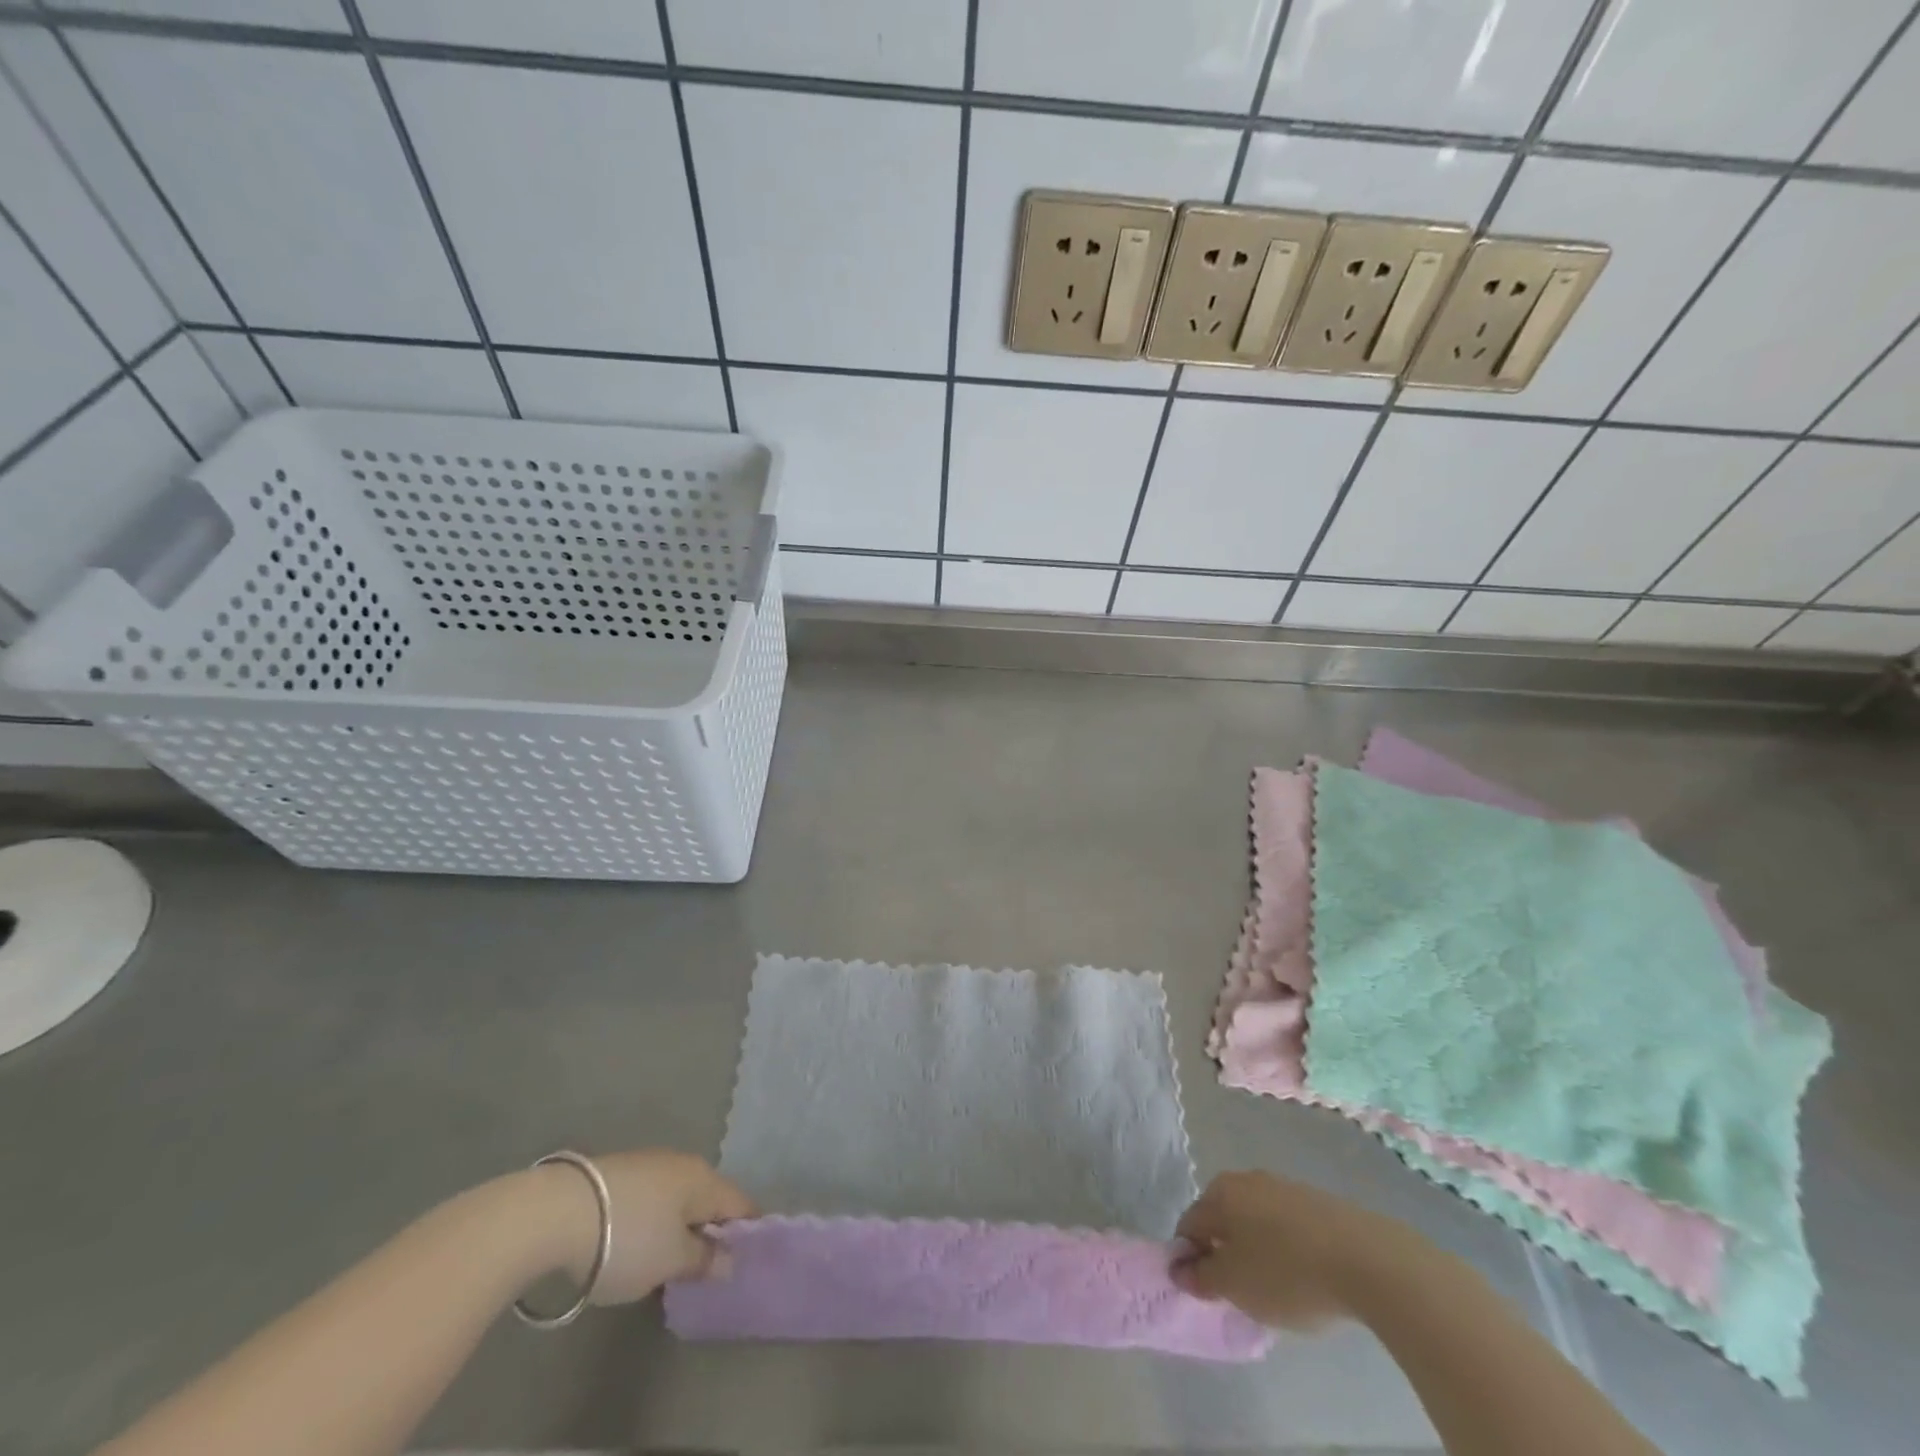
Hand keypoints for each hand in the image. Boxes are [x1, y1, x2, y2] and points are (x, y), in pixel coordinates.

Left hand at [527, 1150, 753, 1304]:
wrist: (555, 1213)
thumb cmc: (627, 1238)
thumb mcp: (671, 1260)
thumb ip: (704, 1259)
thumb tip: (730, 1258)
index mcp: (704, 1179)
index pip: (741, 1204)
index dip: (749, 1231)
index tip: (750, 1258)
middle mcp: (682, 1164)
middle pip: (708, 1199)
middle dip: (711, 1230)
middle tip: (707, 1270)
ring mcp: (648, 1165)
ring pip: (676, 1200)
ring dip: (679, 1228)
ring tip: (669, 1265)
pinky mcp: (617, 1175)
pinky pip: (650, 1201)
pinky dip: (653, 1224)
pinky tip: (637, 1248)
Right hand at [1171, 1170, 1412, 1330]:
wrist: (1367, 1260)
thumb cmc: (1287, 1272)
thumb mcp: (1235, 1286)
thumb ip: (1201, 1278)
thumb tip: (1179, 1269)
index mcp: (1219, 1192)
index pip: (1190, 1226)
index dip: (1192, 1262)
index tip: (1210, 1295)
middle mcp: (1246, 1179)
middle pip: (1222, 1221)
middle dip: (1225, 1255)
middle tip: (1243, 1295)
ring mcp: (1283, 1187)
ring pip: (1255, 1223)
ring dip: (1257, 1253)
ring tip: (1278, 1291)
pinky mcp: (1316, 1202)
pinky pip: (1287, 1227)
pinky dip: (1287, 1250)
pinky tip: (1306, 1278)